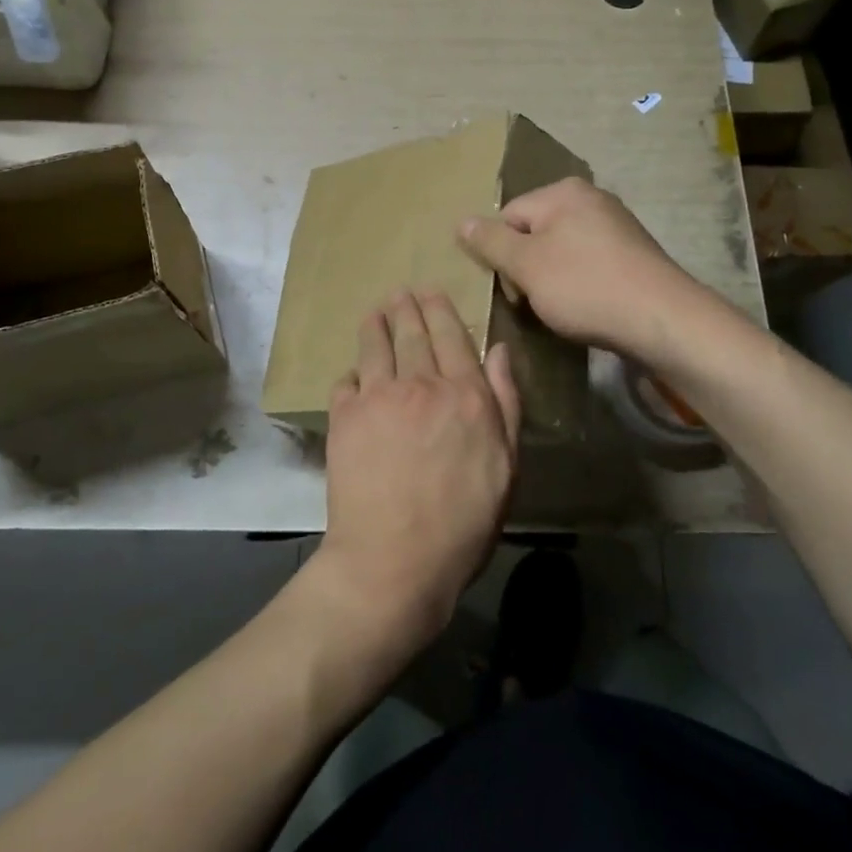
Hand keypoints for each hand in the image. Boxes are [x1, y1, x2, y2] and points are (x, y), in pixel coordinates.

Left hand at [313, 289, 520, 651]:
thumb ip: (506, 403)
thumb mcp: (507, 466)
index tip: (431, 291)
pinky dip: (352, 372)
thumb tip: (499, 350)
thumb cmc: (463, 522)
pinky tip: (353, 373)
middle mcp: (420, 384)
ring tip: (375, 313)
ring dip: (376, 325)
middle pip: (412, 334)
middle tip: (400, 292)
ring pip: (375, 348)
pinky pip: (346, 381)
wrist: (394, 560)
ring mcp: (378, 397)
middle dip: (407, 307)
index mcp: (465, 394)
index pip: (452, 337)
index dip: (440, 310)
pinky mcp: (344, 417)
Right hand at [458, 177, 704, 363]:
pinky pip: (589, 263)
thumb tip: (461, 221)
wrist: (663, 320)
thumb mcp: (527, 265)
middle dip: (527, 268)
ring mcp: (616, 225)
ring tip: (562, 309)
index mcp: (563, 192)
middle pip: (535, 232)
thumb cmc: (585, 287)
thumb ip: (491, 242)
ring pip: (561, 251)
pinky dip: (580, 284)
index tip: (514, 289)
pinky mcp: (633, 253)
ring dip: (552, 279)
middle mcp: (591, 198)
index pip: (509, 216)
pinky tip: (587, 307)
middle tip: (535, 302)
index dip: (502, 255)